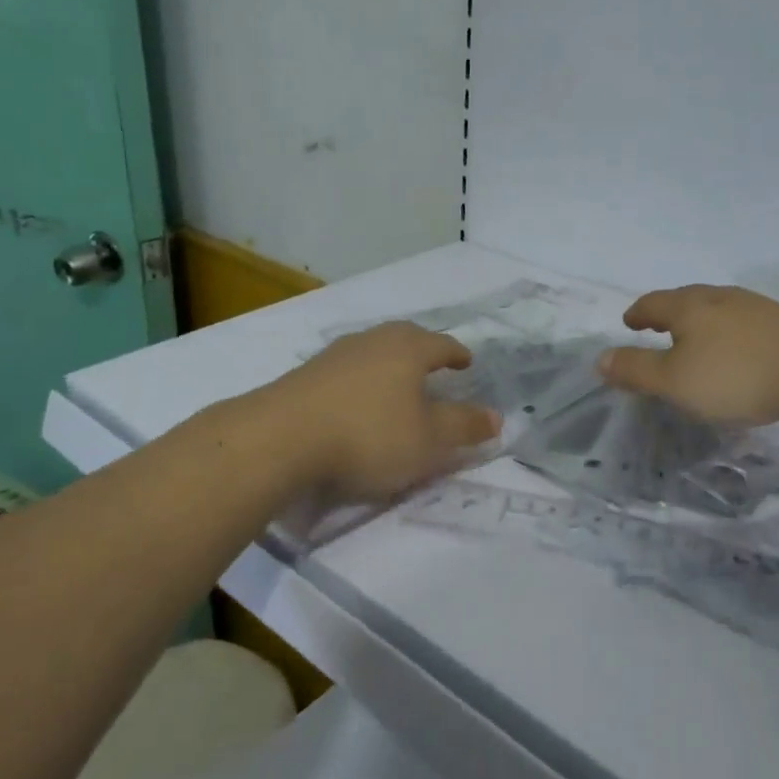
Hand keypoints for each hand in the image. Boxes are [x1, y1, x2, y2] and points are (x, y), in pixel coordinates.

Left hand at [272, 323, 500, 501]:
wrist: (280, 438)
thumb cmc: (368, 435)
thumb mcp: (429, 441)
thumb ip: (464, 427)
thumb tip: (498, 417)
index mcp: (408, 349)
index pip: (442, 344)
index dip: (457, 354)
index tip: (466, 363)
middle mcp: (373, 341)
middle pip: (405, 338)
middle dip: (423, 350)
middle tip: (434, 365)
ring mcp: (335, 355)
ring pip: (373, 351)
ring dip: (389, 364)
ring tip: (396, 383)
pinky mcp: (305, 374)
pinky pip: (346, 370)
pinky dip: (360, 380)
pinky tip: (355, 400)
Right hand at [598, 285, 778, 425]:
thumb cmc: (736, 376)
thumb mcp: (675, 381)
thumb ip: (636, 370)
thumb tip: (600, 359)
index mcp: (689, 306)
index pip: (653, 303)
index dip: (637, 314)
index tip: (628, 323)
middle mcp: (720, 297)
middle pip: (685, 299)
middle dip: (667, 313)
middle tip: (656, 327)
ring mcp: (755, 307)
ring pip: (716, 308)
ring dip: (699, 320)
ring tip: (694, 338)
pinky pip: (742, 321)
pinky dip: (726, 331)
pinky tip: (736, 349)